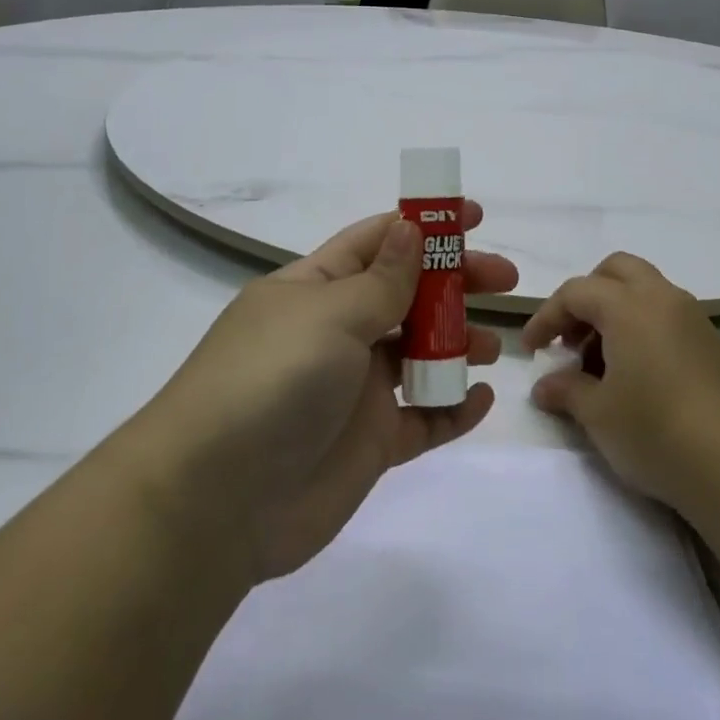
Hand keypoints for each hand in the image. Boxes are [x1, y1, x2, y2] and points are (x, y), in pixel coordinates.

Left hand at [145, 207, 517, 581]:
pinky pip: (421, 419)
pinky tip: (480, 400)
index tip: (474, 218)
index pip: (375, 243)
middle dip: (454, 283)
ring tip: (492, 347)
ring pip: (418, 355)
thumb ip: (382, 279)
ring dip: (458, 344)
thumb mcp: (329, 315)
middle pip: (406, 296)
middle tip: (504, 281)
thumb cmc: (272, 380)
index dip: (424, 226)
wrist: (216, 501)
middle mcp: (334, 333)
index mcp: (314, 289)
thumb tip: (411, 227)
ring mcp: (352, 390)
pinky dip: (452, 408)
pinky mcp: (368, 443)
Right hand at [521, 253, 719, 528]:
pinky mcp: (715, 347)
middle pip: (616, 272)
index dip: (546, 317)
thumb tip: (545, 386)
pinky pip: (668, 318)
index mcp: (630, 305)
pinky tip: (637, 379)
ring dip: (615, 314)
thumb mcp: (599, 415)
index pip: (576, 292)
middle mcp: (664, 300)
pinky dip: (642, 330)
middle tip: (571, 340)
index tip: (531, 352)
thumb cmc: (658, 433)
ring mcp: (696, 321)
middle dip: (586, 298)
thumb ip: (566, 391)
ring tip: (601, 367)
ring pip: (646, 293)